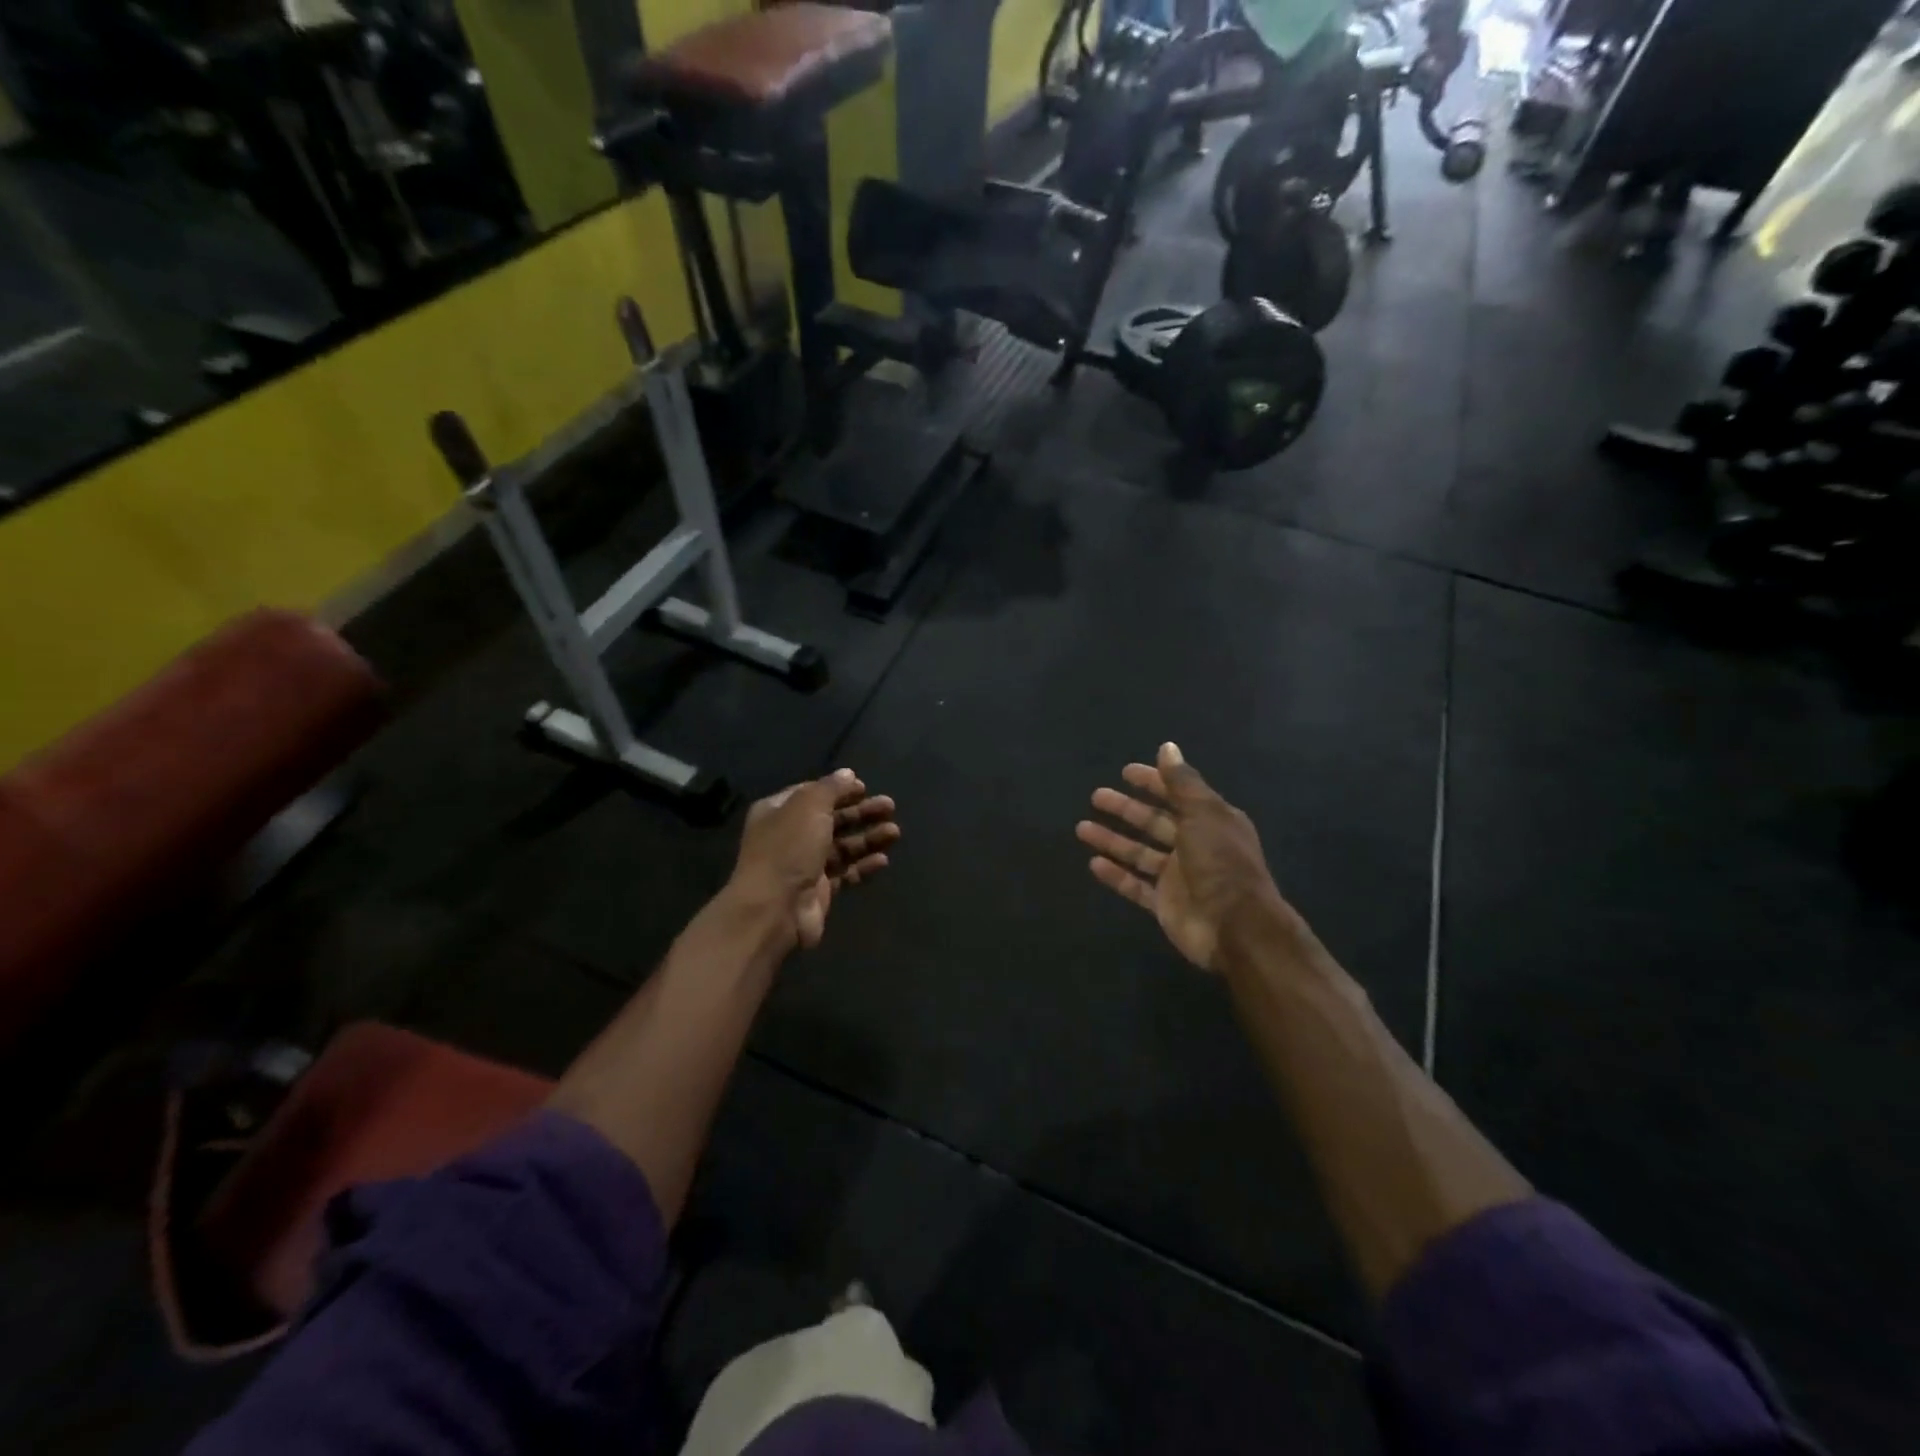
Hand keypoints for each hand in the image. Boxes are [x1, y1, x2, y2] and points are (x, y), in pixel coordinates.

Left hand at [731, 769, 898, 949]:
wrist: (774, 909)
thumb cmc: (789, 849)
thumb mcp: (809, 806)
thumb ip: (831, 788)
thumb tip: (848, 774)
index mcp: (778, 811)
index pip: (812, 793)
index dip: (839, 789)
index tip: (864, 787)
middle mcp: (790, 836)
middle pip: (831, 819)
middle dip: (861, 812)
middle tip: (890, 807)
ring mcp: (804, 865)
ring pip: (842, 846)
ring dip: (868, 838)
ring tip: (895, 833)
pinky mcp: (818, 891)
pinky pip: (845, 873)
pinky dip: (863, 865)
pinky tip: (883, 860)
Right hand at [1077, 742, 1289, 971]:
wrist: (1236, 927)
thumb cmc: (1221, 862)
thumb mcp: (1203, 814)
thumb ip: (1182, 782)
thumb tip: (1167, 747)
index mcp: (1211, 821)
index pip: (1177, 794)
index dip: (1153, 782)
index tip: (1125, 772)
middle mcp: (1195, 845)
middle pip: (1154, 822)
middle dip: (1126, 809)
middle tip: (1096, 797)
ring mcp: (1179, 876)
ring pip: (1140, 853)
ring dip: (1113, 840)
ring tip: (1082, 828)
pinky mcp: (1165, 903)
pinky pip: (1135, 885)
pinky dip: (1116, 875)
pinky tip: (1093, 863)